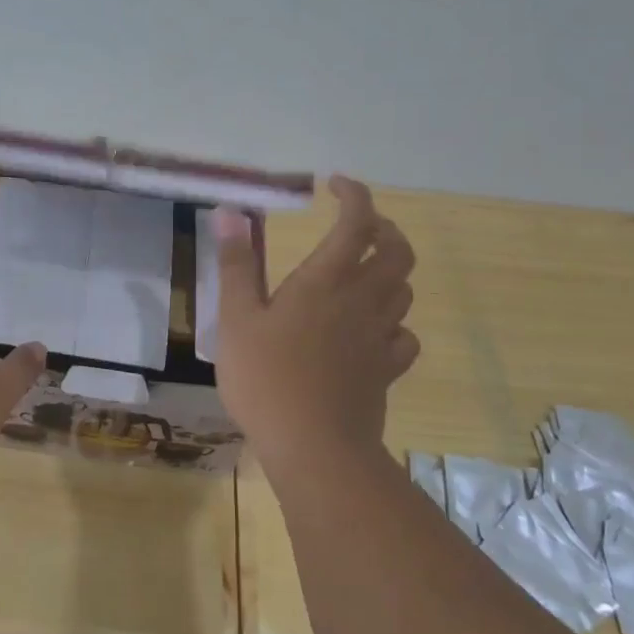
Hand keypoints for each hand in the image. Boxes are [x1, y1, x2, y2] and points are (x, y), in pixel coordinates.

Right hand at [212, 176, 418, 478]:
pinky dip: (394, 322)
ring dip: (389, 270)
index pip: (357, 222)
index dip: (354, 195)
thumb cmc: (266, 378)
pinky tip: (373, 330)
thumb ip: (236, 264)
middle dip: (383, 227)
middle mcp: (362, 300)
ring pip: (403, 289)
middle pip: (397, 251)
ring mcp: (379, 337)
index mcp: (326, 280)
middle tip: (358, 225)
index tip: (334, 186)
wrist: (314, 447)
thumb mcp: (236, 318)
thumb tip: (229, 212)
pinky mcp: (387, 370)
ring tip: (362, 271)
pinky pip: (404, 335)